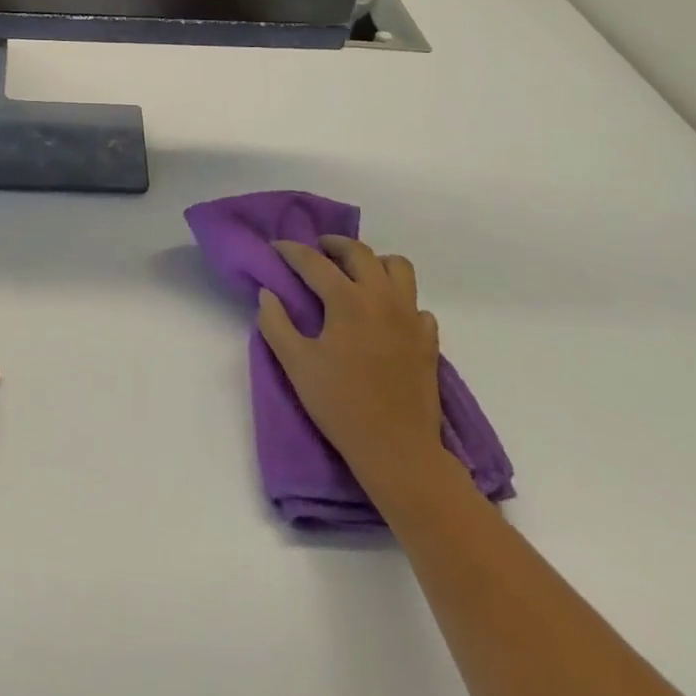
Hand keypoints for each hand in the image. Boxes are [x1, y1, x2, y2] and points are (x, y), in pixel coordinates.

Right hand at [259, 236, 458, 509]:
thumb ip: (275, 324)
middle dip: (334, 244)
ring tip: (356, 274)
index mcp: (348, 300)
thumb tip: (267, 294)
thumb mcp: (296, 365)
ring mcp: (410, 317)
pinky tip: (384, 315)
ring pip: (398, 267)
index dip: (291, 251)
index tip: (276, 247)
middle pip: (360, 252)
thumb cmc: (341, 405)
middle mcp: (382, 298)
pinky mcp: (428, 340)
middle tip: (317, 250)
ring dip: (374, 262)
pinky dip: (399, 299)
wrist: (398, 451)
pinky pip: (416, 303)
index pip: (314, 262)